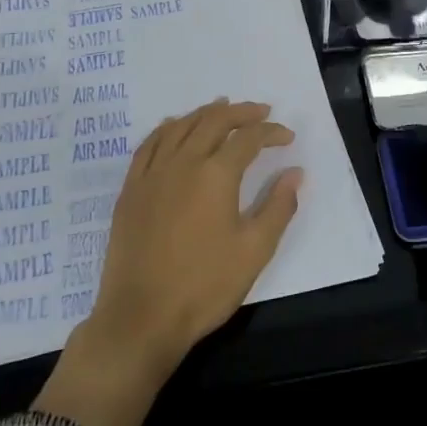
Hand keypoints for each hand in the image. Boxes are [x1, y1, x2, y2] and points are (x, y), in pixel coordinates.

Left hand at [91, 99, 301, 364]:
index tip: (287, 138)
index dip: (271, 132)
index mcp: (216, 175)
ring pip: (180, 126)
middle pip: (213, 121)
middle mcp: (183, 163)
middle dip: (241, 112)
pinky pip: (149, 144)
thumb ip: (278, 207)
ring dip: (205, 113)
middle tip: (260, 111)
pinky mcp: (131, 189)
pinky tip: (174, 127)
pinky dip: (167, 128)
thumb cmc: (204, 286)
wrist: (141, 317)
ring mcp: (152, 174)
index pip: (249, 138)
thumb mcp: (254, 251)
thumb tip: (296, 173)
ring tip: (222, 107)